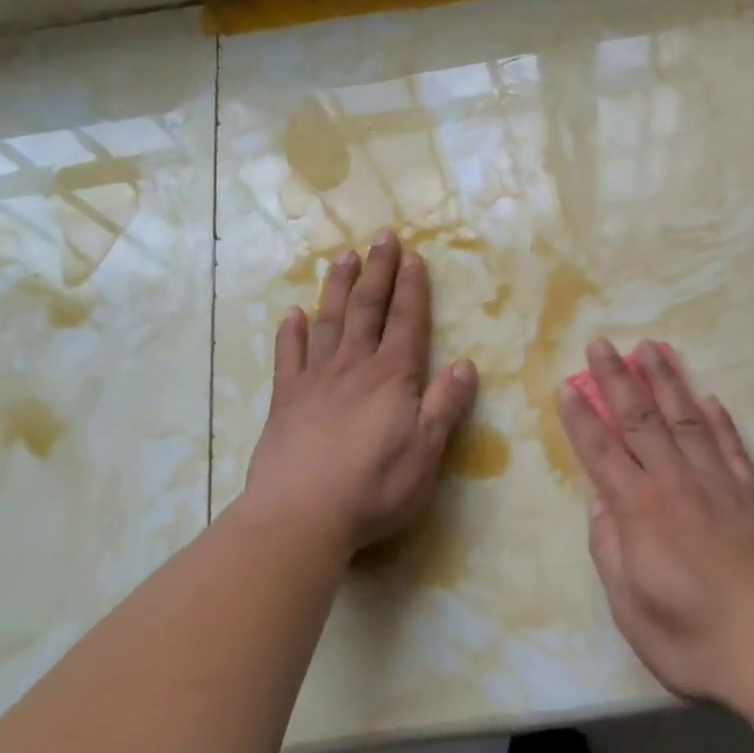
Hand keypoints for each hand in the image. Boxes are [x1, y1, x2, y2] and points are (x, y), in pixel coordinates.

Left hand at [241, 231, 478, 556]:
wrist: (300, 515)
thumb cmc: (374, 486)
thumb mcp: (426, 451)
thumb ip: (445, 404)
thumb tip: (468, 364)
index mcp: (392, 376)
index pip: (406, 321)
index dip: (412, 287)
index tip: (412, 255)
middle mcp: (354, 366)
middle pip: (367, 308)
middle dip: (377, 271)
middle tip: (381, 236)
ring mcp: (315, 380)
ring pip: (328, 321)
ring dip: (337, 286)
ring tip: (343, 256)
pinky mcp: (286, 400)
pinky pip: (288, 356)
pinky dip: (290, 332)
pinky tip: (292, 312)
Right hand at [558, 339, 753, 705]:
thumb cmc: (695, 640)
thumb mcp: (631, 609)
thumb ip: (610, 550)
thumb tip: (602, 504)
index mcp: (640, 511)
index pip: (601, 451)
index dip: (581, 416)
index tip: (566, 384)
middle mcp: (676, 484)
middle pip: (640, 420)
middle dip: (617, 379)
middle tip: (602, 343)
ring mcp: (720, 485)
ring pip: (686, 419)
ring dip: (666, 381)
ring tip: (652, 348)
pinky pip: (732, 447)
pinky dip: (719, 420)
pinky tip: (709, 398)